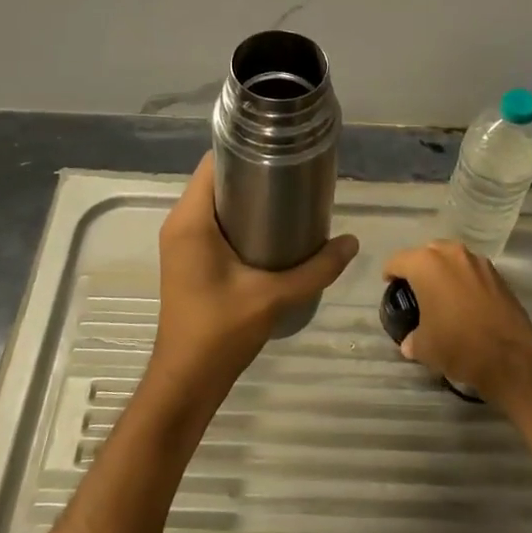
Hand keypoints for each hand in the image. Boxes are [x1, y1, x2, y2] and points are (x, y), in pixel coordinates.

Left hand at [149, 154, 358, 405]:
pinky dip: (239, 220)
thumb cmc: (220, 332)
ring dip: (248, 199)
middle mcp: (180, 224)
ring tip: (291, 201)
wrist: (187, 380)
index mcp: (191, 221)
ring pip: (215, 203)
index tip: (282, 153)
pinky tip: (273, 232)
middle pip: (216, 181)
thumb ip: (316, 269)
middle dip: (253, 175)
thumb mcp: (274, 297)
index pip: (212, 164)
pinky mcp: (189, 260)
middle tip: (296, 179)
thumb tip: (352, 242)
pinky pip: (213, 224)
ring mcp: (182, 243)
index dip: (245, 151)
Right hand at [382, 240, 531, 401]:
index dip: (390, 273)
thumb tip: (410, 342)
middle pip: (427, 252)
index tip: (389, 285)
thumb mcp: (424, 347)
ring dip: (444, 271)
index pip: (398, 260)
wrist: (511, 356)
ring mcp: (478, 262)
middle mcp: (451, 254)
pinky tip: (464, 301)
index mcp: (426, 264)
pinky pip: (472, 270)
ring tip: (441, 293)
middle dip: (419, 267)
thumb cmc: (458, 344)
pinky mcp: (498, 275)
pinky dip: (464, 280)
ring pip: (452, 258)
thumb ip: (412, 339)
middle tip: (415, 289)